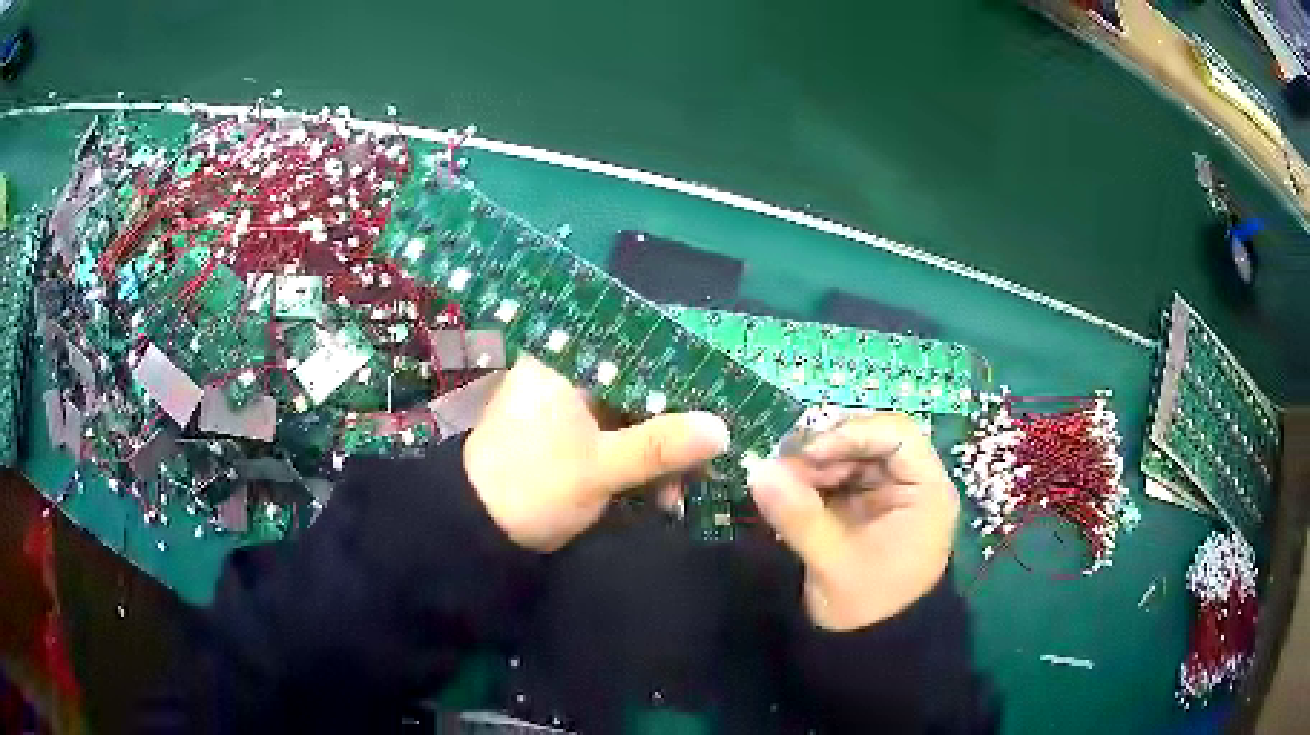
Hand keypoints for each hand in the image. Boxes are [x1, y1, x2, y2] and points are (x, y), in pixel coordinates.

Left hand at [464, 355, 730, 552]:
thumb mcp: (599, 468)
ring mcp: (571, 408)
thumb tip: (722, 429)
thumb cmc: (531, 486)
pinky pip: (619, 440)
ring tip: (683, 492)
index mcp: (565, 362)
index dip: (681, 376)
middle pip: (639, 388)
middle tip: (709, 459)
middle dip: (675, 429)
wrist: (479, 530)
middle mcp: (569, 375)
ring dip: (661, 455)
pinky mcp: (573, 439)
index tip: (719, 401)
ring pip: (633, 418)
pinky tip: (662, 496)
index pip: (636, 350)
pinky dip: (641, 465)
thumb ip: (660, 446)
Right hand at [746, 413, 958, 630]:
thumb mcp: (833, 563)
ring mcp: (889, 494)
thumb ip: (798, 516)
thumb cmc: (866, 608)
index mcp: (926, 493)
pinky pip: (839, 476)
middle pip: (871, 440)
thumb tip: (757, 471)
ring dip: (814, 463)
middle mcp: (912, 484)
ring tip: (782, 483)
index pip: (896, 435)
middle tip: (783, 467)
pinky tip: (790, 492)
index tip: (807, 453)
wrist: (871, 648)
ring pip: (851, 455)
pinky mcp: (866, 506)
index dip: (851, 434)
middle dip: (826, 449)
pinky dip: (813, 479)